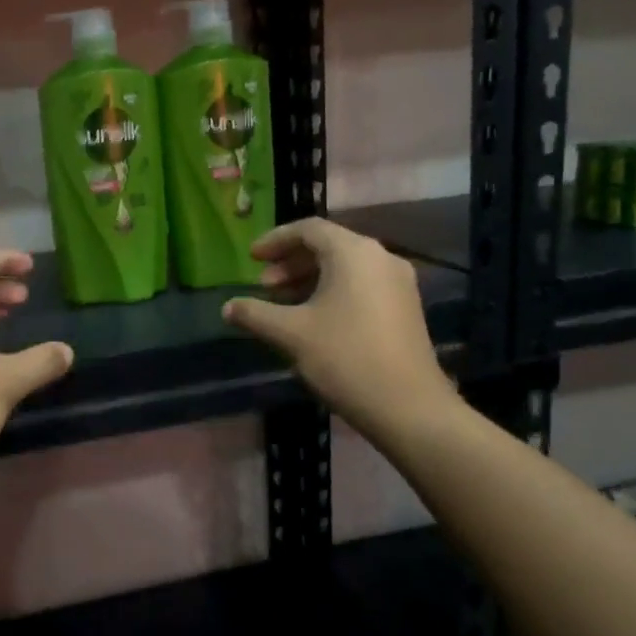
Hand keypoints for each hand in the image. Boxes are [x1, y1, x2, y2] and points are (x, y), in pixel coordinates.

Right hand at [223, 218, 454, 443]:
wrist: (408, 406)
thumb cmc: (345, 358)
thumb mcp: (291, 334)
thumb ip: (255, 314)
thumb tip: (228, 307)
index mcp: (353, 252)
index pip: (309, 229)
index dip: (275, 240)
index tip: (251, 258)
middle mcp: (380, 257)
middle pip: (328, 246)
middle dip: (291, 263)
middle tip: (264, 286)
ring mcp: (398, 283)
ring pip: (345, 267)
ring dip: (310, 279)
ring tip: (283, 306)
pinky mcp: (405, 307)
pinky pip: (362, 285)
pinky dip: (333, 292)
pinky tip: (314, 320)